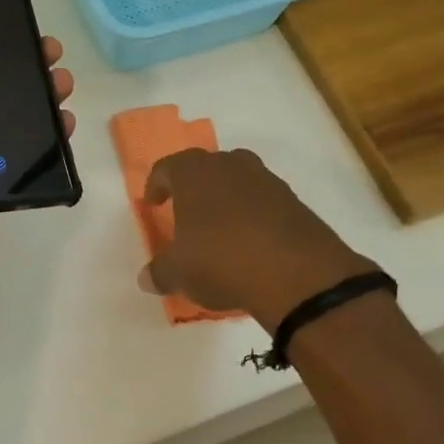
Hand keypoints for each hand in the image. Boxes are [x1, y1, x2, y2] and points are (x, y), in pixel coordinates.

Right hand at [141, 148, 380, 329]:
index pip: (166, 167)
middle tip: (186, 211)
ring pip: (238, 179)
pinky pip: (263, 200)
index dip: (156, 185)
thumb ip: (160, 272)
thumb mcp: (179, 274)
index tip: (153, 204)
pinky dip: (253, 213)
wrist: (296, 273)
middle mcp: (229, 166)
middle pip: (205, 166)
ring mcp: (266, 180)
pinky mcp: (293, 200)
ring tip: (220, 227)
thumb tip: (147, 278)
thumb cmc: (221, 261)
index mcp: (193, 173)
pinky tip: (251, 241)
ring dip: (226, 197)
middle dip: (194, 186)